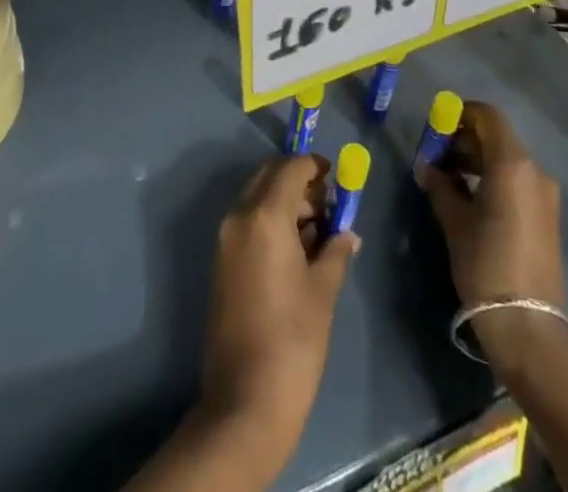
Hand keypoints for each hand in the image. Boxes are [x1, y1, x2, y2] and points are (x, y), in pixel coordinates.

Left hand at [199, 154, 359, 464]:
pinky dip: (271, 223)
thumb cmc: (294, 339)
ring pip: (258, 199)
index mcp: (264, 215)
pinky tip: (296, 252)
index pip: (290, 167)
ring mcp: (225, 240)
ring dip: (285, 203)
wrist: (246, 400)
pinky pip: (248, 223)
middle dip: (299, 182)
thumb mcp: (323, 290)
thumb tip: (346, 233)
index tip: (337, 178)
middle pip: (270, 176)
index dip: (315, 166)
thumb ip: (335, 249)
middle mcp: (239, 216)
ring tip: (318, 234)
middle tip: (328, 206)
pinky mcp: (221, 262)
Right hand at [418, 101, 567, 377]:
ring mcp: (545, 194)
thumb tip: (427, 166)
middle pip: (497, 136)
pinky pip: (517, 180)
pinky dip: (493, 177)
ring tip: (448, 178)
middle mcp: (534, 171)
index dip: (460, 114)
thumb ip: (440, 185)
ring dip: (477, 159)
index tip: (435, 127)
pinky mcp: (547, 216)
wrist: (528, 328)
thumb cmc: (486, 265)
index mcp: (512, 164)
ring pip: (507, 159)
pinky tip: (470, 198)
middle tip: (436, 155)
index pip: (487, 116)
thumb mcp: (455, 222)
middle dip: (464, 139)